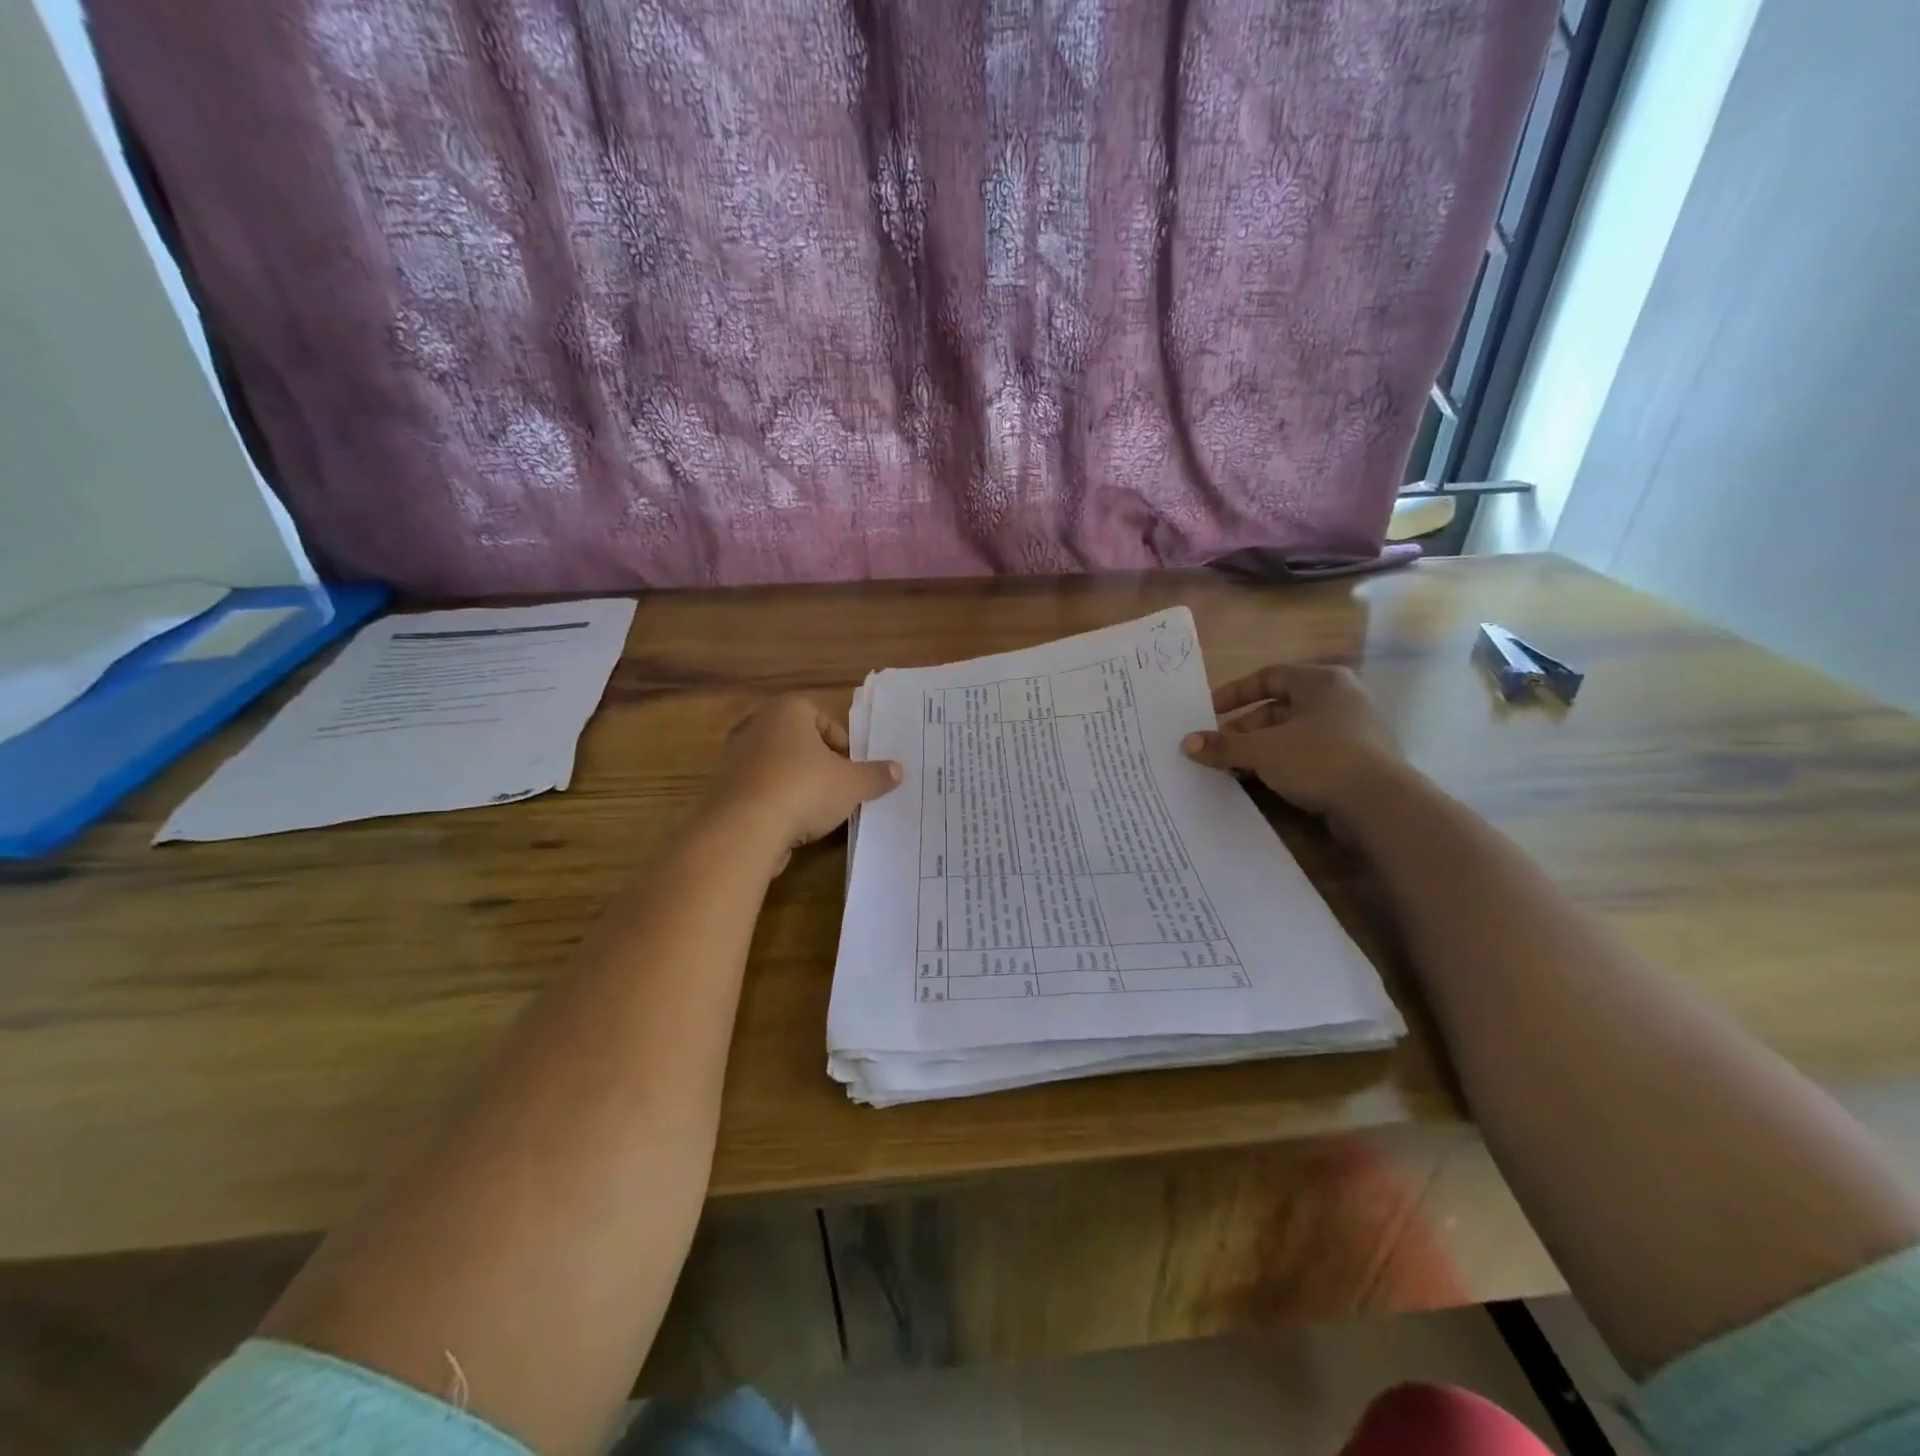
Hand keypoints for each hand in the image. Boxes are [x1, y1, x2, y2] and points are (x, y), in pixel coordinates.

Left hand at [703, 696, 902, 870]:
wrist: (744, 829)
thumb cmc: (804, 789)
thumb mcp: (852, 784)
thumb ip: (875, 775)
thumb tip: (899, 770)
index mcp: (787, 710)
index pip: (823, 719)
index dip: (842, 745)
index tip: (852, 770)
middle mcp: (756, 725)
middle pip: (798, 741)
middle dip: (819, 764)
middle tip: (838, 788)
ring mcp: (734, 756)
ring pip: (777, 766)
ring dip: (797, 784)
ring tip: (816, 811)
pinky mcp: (722, 788)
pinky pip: (758, 789)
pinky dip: (775, 802)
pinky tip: (790, 824)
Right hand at [1181, 663, 1404, 820]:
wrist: (1381, 805)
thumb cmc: (1320, 759)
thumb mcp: (1263, 751)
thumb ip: (1224, 746)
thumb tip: (1187, 743)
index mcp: (1321, 681)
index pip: (1268, 676)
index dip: (1234, 693)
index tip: (1208, 712)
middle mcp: (1340, 698)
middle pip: (1279, 708)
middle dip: (1244, 728)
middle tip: (1217, 748)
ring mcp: (1352, 731)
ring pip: (1293, 733)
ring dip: (1260, 749)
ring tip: (1233, 768)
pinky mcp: (1357, 761)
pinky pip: (1309, 754)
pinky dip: (1283, 763)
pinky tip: (1262, 782)